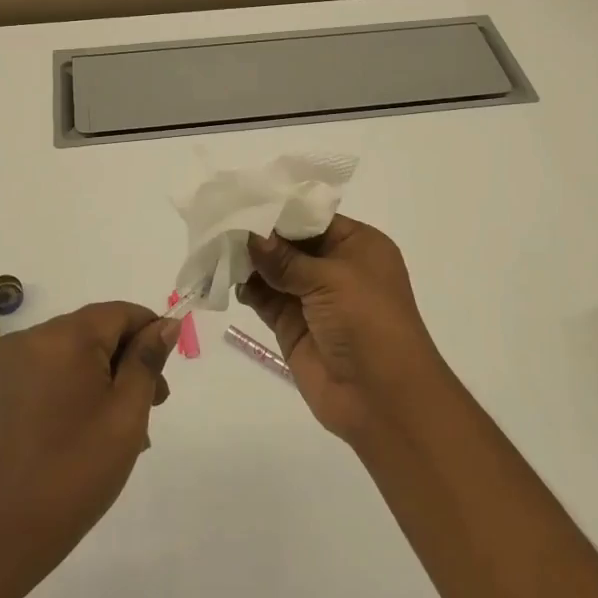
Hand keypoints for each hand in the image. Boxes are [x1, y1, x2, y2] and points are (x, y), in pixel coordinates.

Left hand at [0, 301, 179, 588]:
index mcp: (63, 336)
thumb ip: (147, 360)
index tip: (167, 369)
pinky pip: (51, 371)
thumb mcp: (127, 412)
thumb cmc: (77, 468)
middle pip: (96, 331)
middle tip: (155, 404)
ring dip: (105, 377)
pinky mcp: (2, 389)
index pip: (119, 313)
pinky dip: (77, 387)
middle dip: (128, 360)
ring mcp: (12, 364)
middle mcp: (32, 338)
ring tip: (127, 425)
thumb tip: (166, 325)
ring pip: (75, 353)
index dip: (149, 333)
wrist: (5, 531)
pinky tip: (93, 426)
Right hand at [240, 215, 451, 443]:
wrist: (382, 398)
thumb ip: (285, 258)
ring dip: (247, 260)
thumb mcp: (331, 279)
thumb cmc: (368, 322)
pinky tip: (225, 275)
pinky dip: (246, 287)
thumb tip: (249, 233)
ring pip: (273, 270)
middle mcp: (335, 266)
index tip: (242, 198)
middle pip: (289, 242)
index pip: (312, 218)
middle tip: (220, 219)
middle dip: (258, 234)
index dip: (279, 210)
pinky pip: (264, 298)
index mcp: (357, 245)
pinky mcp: (292, 325)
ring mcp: (312, 297)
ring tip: (215, 245)